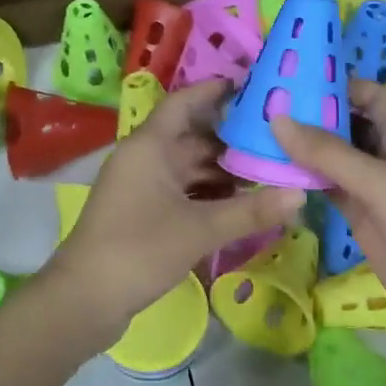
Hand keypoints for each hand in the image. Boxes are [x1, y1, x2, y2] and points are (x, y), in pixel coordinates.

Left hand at [52, 81, 303, 334]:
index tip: (253, 86)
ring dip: (223, 171)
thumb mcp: (200, 229)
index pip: (185, 103)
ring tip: (269, 173)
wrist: (84, 299)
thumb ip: (251, 211)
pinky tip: (241, 203)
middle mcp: (144, 158)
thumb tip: (301, 194)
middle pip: (193, 137)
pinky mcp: (142, 211)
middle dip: (233, 140)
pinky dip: (209, 194)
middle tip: (278, 140)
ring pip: (189, 167)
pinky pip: (182, 190)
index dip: (215, 91)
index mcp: (150, 146)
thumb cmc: (139, 250)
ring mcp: (141, 185)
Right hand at [272, 79, 385, 346]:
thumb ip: (329, 152)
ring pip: (335, 158)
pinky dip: (306, 180)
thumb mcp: (380, 182)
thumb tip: (278, 118)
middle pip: (349, 124)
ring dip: (304, 148)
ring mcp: (375, 189)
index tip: (293, 81)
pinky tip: (274, 174)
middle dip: (312, 115)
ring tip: (258, 134)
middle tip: (263, 106)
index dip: (338, 84)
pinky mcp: (363, 218)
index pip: (371, 95)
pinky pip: (330, 189)